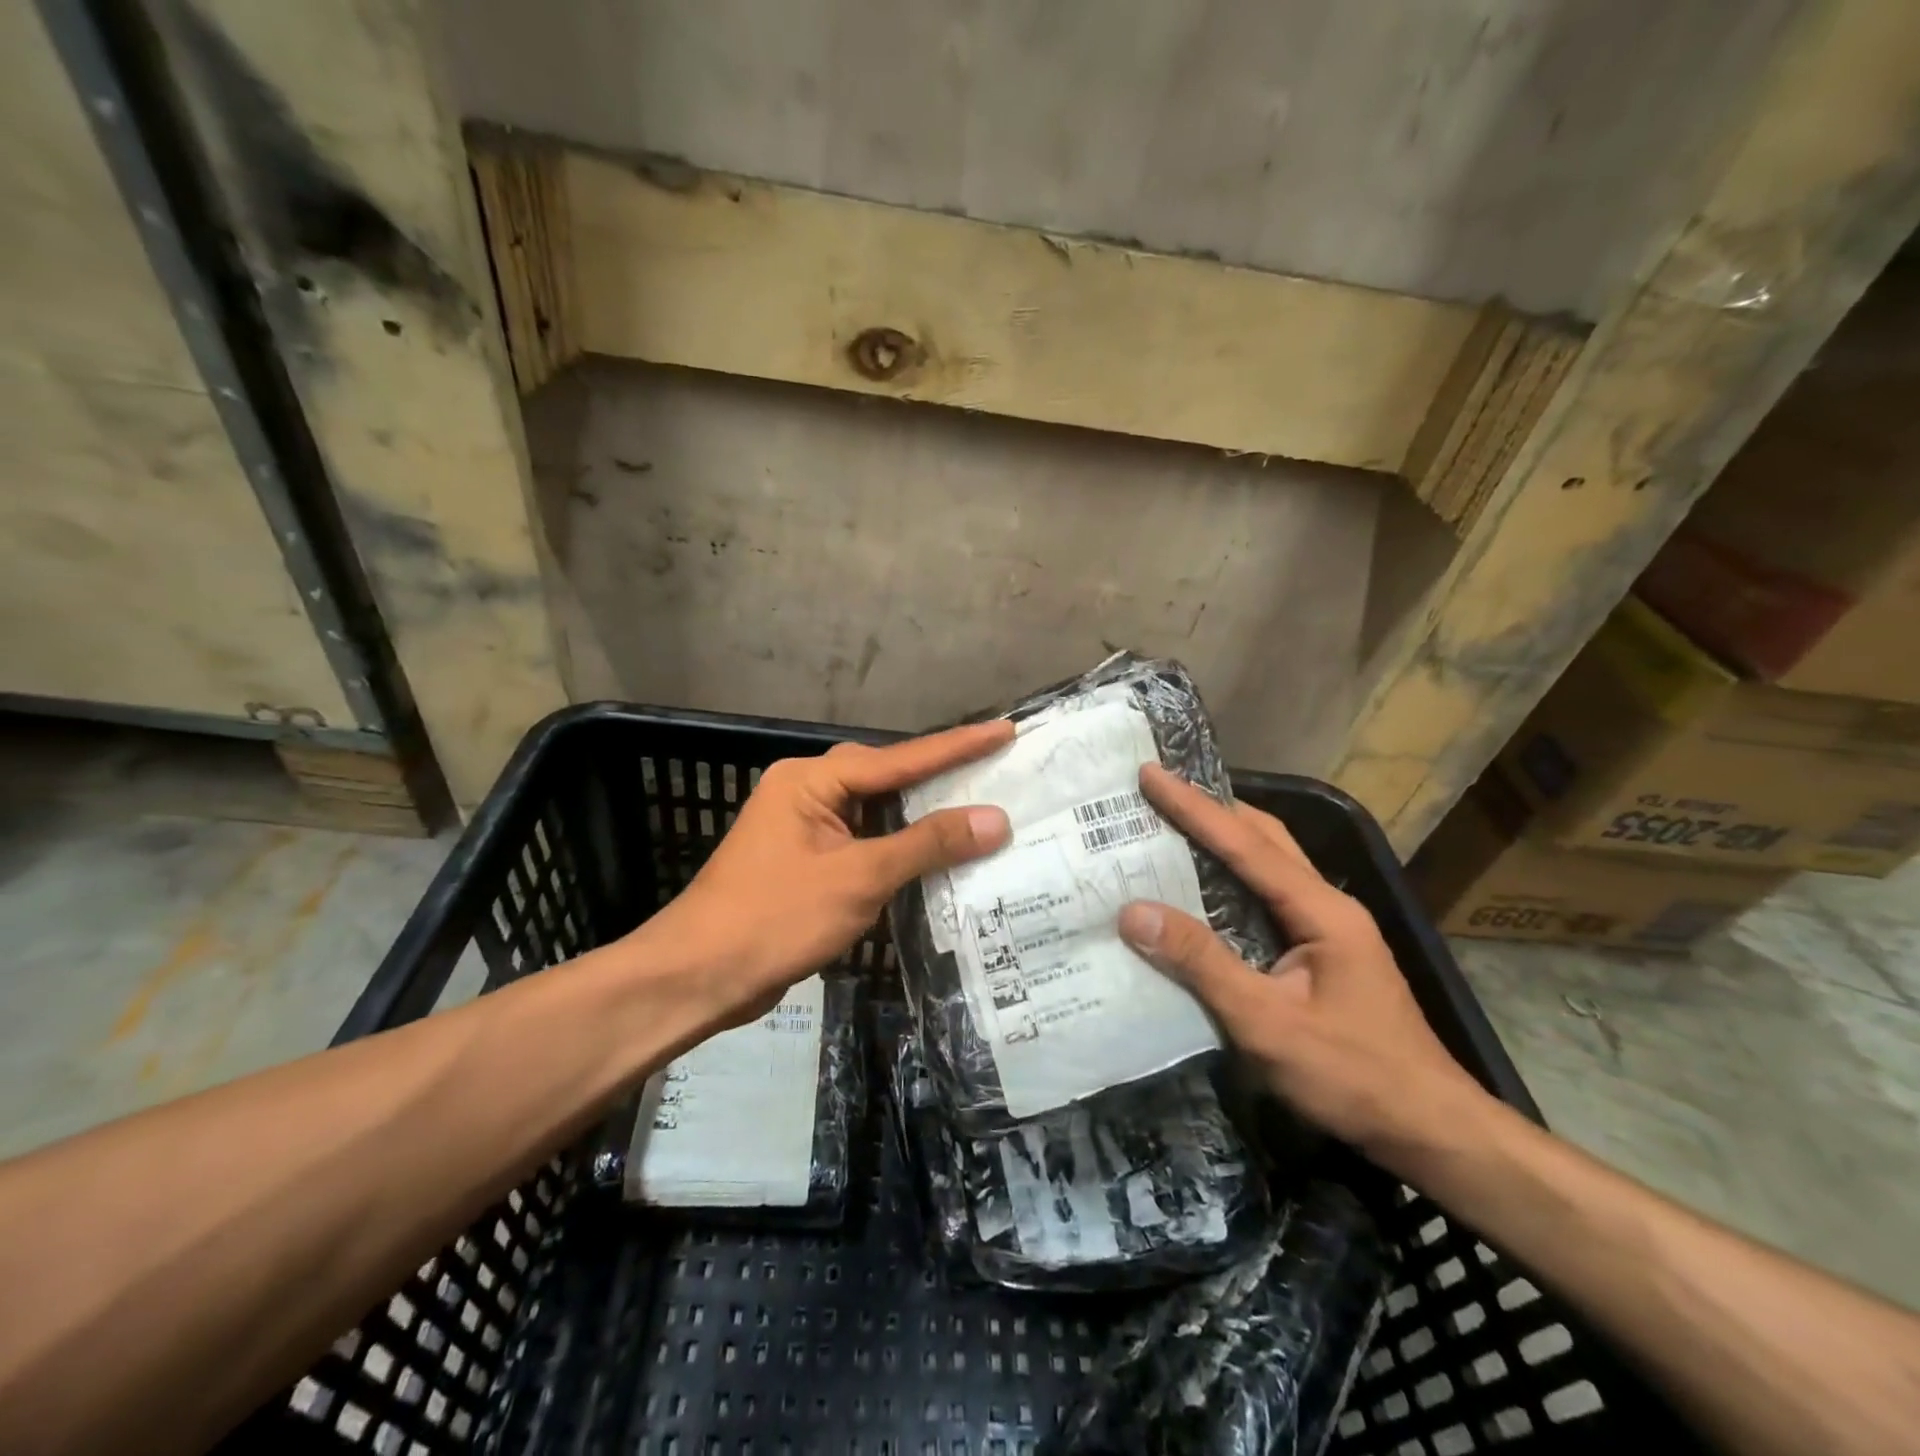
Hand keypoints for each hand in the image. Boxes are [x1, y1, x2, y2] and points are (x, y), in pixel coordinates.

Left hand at [631, 722, 1013, 1027]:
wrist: (699, 977)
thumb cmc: (776, 918)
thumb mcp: (859, 878)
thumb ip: (928, 845)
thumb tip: (995, 820)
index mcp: (812, 779)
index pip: (900, 758)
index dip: (957, 746)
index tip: (1004, 729)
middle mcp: (807, 792)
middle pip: (888, 779)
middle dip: (942, 777)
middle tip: (998, 770)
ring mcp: (804, 828)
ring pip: (877, 812)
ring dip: (922, 817)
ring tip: (979, 808)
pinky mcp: (806, 862)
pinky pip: (864, 843)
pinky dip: (899, 848)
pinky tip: (935, 855)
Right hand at [1117, 764, 1486, 1161]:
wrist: (1431, 1129)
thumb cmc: (1352, 1076)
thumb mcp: (1267, 1023)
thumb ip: (1202, 962)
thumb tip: (1134, 911)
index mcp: (1321, 909)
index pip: (1246, 844)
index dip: (1194, 807)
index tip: (1151, 774)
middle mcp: (1327, 904)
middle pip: (1264, 838)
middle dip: (1211, 808)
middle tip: (1159, 791)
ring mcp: (1328, 927)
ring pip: (1269, 863)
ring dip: (1223, 837)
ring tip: (1171, 824)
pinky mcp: (1321, 951)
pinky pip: (1267, 895)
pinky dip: (1230, 875)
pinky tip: (1201, 887)